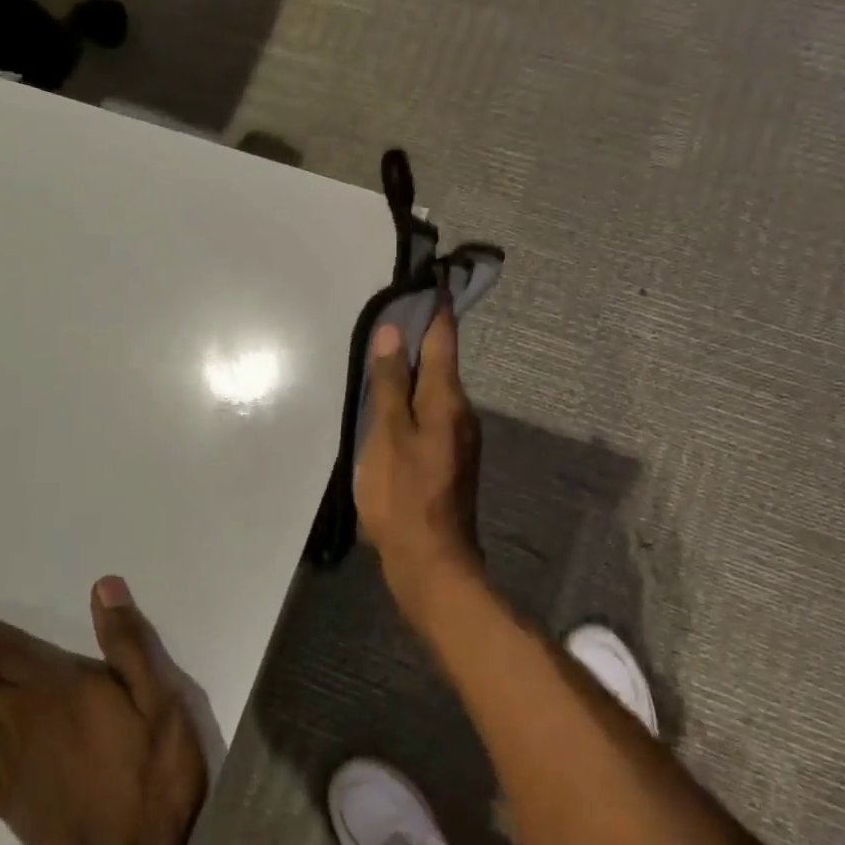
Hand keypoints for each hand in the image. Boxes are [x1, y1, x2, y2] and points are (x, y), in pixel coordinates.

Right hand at [354, 299, 484, 609]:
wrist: (431, 563)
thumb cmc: (403, 495)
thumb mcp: (387, 435)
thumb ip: (389, 383)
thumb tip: (393, 332)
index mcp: (447, 400)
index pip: (444, 340)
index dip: (435, 310)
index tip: (427, 282)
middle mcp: (461, 413)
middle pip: (441, 364)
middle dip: (420, 339)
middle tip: (391, 316)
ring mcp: (458, 439)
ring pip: (434, 391)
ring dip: (413, 371)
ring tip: (384, 357)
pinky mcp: (448, 460)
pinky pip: (430, 415)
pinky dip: (413, 401)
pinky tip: (391, 407)